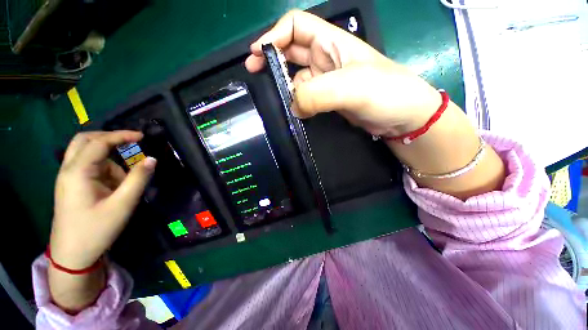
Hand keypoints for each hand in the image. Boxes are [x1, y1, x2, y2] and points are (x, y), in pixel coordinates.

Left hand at [50, 131, 155, 269]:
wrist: (72, 255)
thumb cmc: (96, 230)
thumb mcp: (122, 204)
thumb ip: (138, 179)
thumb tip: (152, 159)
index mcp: (77, 172)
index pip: (99, 142)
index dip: (121, 135)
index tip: (142, 136)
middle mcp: (68, 170)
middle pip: (85, 140)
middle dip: (109, 138)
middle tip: (130, 144)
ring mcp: (68, 178)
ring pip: (88, 154)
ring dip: (109, 161)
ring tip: (122, 185)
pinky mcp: (72, 185)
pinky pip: (89, 168)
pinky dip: (105, 171)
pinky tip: (113, 189)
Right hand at [245, 10, 440, 136]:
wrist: (401, 118)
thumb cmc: (386, 93)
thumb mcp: (352, 87)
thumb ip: (318, 94)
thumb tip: (293, 105)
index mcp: (332, 43)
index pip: (296, 27)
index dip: (274, 35)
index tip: (258, 53)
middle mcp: (326, 59)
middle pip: (291, 51)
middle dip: (272, 58)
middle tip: (254, 71)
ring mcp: (326, 81)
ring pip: (296, 77)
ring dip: (284, 85)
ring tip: (275, 98)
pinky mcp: (328, 100)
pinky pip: (305, 96)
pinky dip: (296, 102)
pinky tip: (294, 110)